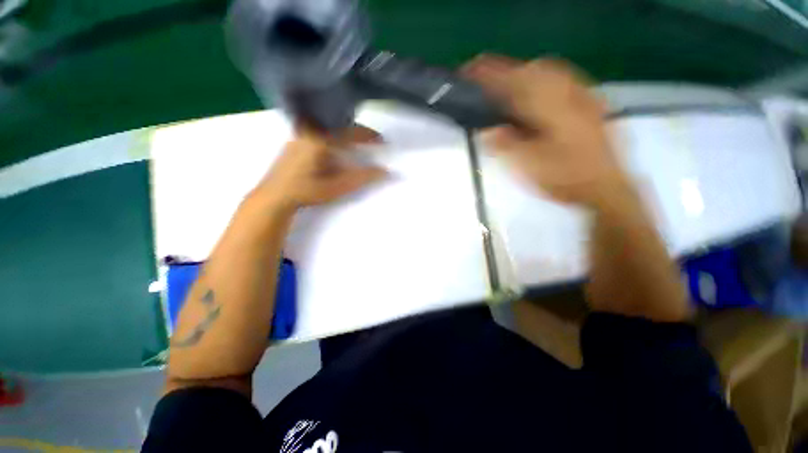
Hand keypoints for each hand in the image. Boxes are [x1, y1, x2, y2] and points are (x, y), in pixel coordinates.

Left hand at [252, 125, 387, 213]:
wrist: (275, 196)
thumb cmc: (307, 191)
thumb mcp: (338, 186)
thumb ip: (363, 177)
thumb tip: (386, 172)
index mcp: (322, 139)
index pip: (351, 132)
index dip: (369, 136)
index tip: (382, 141)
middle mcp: (311, 131)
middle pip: (341, 126)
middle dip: (359, 133)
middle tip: (372, 142)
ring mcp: (301, 135)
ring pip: (330, 129)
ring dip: (346, 135)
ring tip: (358, 146)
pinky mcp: (296, 141)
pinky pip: (321, 133)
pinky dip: (335, 138)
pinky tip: (337, 150)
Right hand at [465, 55, 630, 207]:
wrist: (606, 189)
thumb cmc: (565, 179)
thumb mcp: (530, 167)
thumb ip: (507, 146)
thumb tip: (488, 131)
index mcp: (551, 109)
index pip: (515, 83)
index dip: (492, 76)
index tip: (471, 71)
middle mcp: (568, 95)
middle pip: (534, 69)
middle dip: (508, 70)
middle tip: (488, 81)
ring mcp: (583, 97)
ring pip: (551, 71)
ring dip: (526, 71)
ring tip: (509, 83)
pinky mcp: (590, 104)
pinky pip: (565, 79)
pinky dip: (546, 78)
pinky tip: (539, 90)